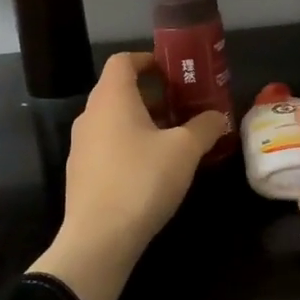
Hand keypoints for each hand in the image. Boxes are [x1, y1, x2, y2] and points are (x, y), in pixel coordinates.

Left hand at [29, 52, 226, 299]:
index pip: (123, 61)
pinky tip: (152, 168)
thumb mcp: (184, 150)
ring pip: (113, 120)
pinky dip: (129, 144)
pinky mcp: (81, 173)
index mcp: (112, 98)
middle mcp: (90, 115)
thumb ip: (204, 127)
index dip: (147, 60)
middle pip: (119, 90)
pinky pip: (107, 145)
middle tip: (182, 105)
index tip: (172, 71)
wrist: (98, 239)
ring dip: (142, 121)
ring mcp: (81, 145)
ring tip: (173, 138)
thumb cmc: (142, 180)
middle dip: (152, 94)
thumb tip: (219, 117)